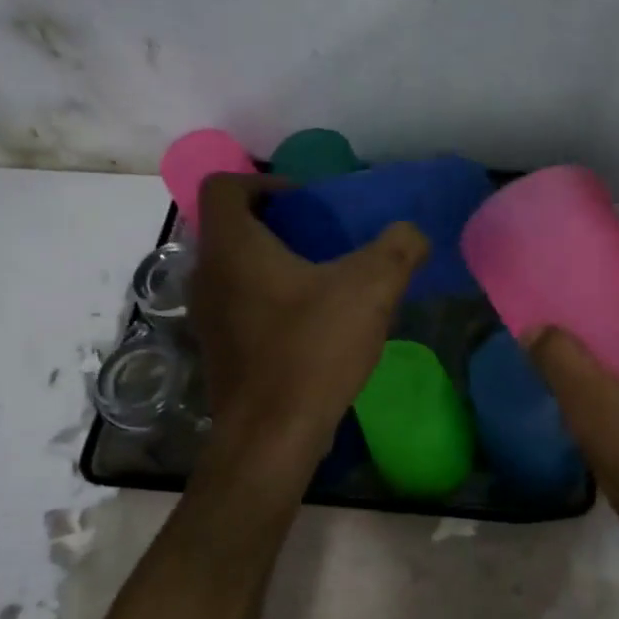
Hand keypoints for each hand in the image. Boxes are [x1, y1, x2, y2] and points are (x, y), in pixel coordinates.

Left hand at [190, 174, 426, 477]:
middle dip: (274, 224)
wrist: (272, 436)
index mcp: (233, 248)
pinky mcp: (218, 351)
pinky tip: (310, 324)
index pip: (225, 187)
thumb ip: (398, 249)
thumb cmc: (312, 350)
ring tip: (321, 279)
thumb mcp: (370, 289)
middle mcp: (207, 276)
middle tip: (320, 236)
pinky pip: (239, 305)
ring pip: (234, 269)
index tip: (305, 201)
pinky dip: (267, 299)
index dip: (264, 182)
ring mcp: (207, 317)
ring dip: (271, 263)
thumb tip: (412, 234)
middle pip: (229, 228)